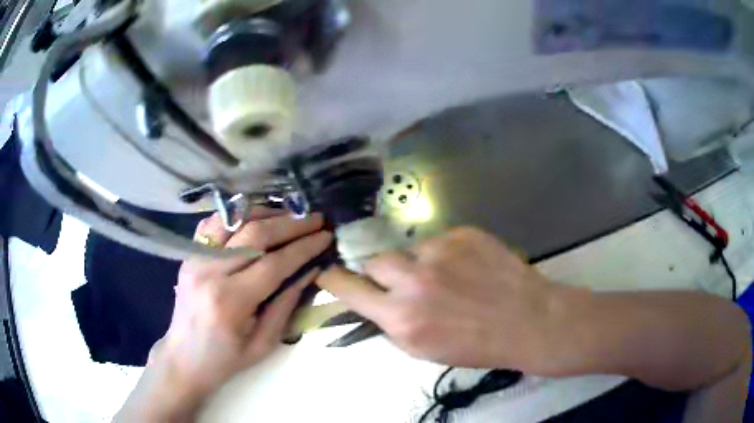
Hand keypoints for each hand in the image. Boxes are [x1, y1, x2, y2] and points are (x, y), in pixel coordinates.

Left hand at [117, 210, 332, 421]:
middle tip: (315, 219)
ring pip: (234, 220)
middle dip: (291, 224)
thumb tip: (309, 270)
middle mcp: (210, 272)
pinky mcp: (189, 255)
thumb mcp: (264, 344)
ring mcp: (195, 259)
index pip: (274, 263)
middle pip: (255, 234)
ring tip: (291, 215)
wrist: (183, 358)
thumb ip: (286, 304)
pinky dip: (237, 215)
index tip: (326, 236)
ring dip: (266, 213)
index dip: (304, 247)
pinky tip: (256, 219)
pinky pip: (214, 223)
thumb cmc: (226, 359)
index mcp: (230, 301)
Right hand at [317, 227, 568, 369]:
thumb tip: (373, 303)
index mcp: (402, 317)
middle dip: (381, 273)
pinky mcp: (461, 233)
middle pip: (374, 261)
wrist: (528, 320)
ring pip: (407, 250)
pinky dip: (443, 255)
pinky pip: (437, 241)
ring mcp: (439, 251)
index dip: (334, 279)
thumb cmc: (477, 345)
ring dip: (415, 264)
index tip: (328, 273)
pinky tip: (466, 268)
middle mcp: (414, 280)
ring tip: (444, 278)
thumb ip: (393, 324)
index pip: (349, 288)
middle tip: (401, 283)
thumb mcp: (425, 349)